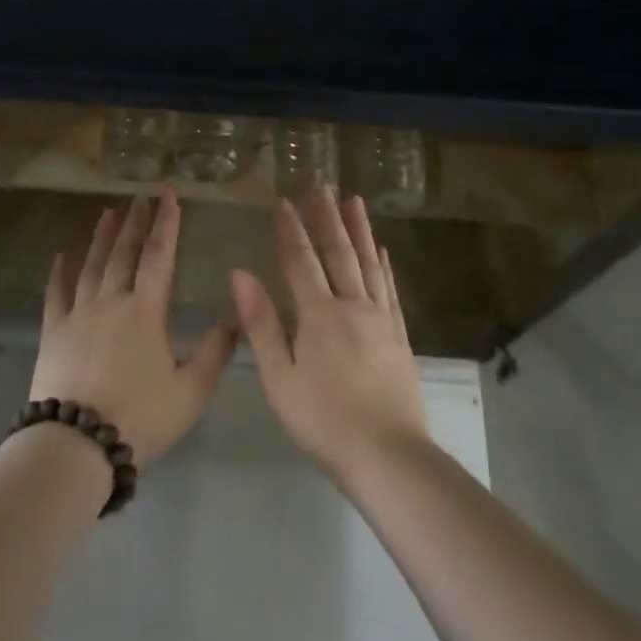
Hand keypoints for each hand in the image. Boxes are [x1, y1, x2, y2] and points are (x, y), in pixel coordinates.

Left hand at [32, 192, 236, 468]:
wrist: (76, 445)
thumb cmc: (140, 418)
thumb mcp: (191, 391)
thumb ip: (216, 352)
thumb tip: (237, 317)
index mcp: (146, 311)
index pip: (160, 256)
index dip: (167, 224)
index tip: (169, 197)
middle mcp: (111, 302)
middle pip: (124, 252)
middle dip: (135, 222)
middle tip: (141, 197)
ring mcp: (77, 314)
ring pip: (91, 265)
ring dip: (101, 237)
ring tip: (109, 212)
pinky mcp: (53, 332)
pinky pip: (55, 293)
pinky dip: (59, 271)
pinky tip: (62, 255)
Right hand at [230, 190, 430, 484]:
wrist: (388, 455)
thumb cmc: (323, 421)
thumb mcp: (279, 378)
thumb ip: (261, 324)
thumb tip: (241, 273)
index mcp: (319, 314)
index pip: (301, 261)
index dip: (291, 230)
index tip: (284, 201)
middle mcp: (352, 306)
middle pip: (338, 252)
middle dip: (326, 217)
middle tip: (321, 185)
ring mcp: (380, 319)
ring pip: (368, 263)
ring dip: (359, 230)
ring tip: (353, 201)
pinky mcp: (399, 335)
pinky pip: (390, 288)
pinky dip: (384, 264)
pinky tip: (382, 250)